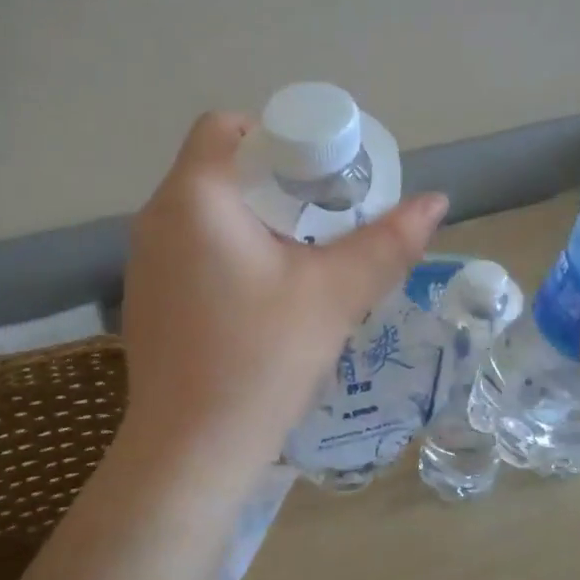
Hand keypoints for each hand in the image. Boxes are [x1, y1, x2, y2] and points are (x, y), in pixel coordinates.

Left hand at [119, 112, 448, 485]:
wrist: (190, 453)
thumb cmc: (261, 360)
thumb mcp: (335, 295)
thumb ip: (387, 242)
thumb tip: (437, 200)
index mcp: (194, 197)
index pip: (228, 127)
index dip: (279, 138)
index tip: (321, 176)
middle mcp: (155, 218)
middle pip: (219, 169)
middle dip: (275, 184)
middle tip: (325, 218)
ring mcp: (142, 262)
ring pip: (205, 213)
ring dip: (253, 221)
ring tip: (302, 259)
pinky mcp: (145, 299)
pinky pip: (190, 250)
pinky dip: (228, 253)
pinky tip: (262, 298)